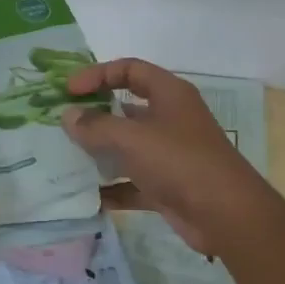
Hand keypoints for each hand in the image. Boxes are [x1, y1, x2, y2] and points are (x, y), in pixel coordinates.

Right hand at [60, 58, 270, 255]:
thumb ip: (97, 126)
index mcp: (169, 95)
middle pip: (126, 109)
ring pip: (128, 147)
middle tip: (59, 125)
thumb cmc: (180, 162)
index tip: (68, 91)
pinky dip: (113, 189)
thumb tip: (68, 116)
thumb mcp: (133, 138)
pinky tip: (87, 197)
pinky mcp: (167, 186)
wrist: (224, 214)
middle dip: (94, 116)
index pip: (130, 70)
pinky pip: (132, 183)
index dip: (98, 74)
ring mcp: (169, 155)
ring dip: (100, 153)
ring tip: (64, 159)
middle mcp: (170, 120)